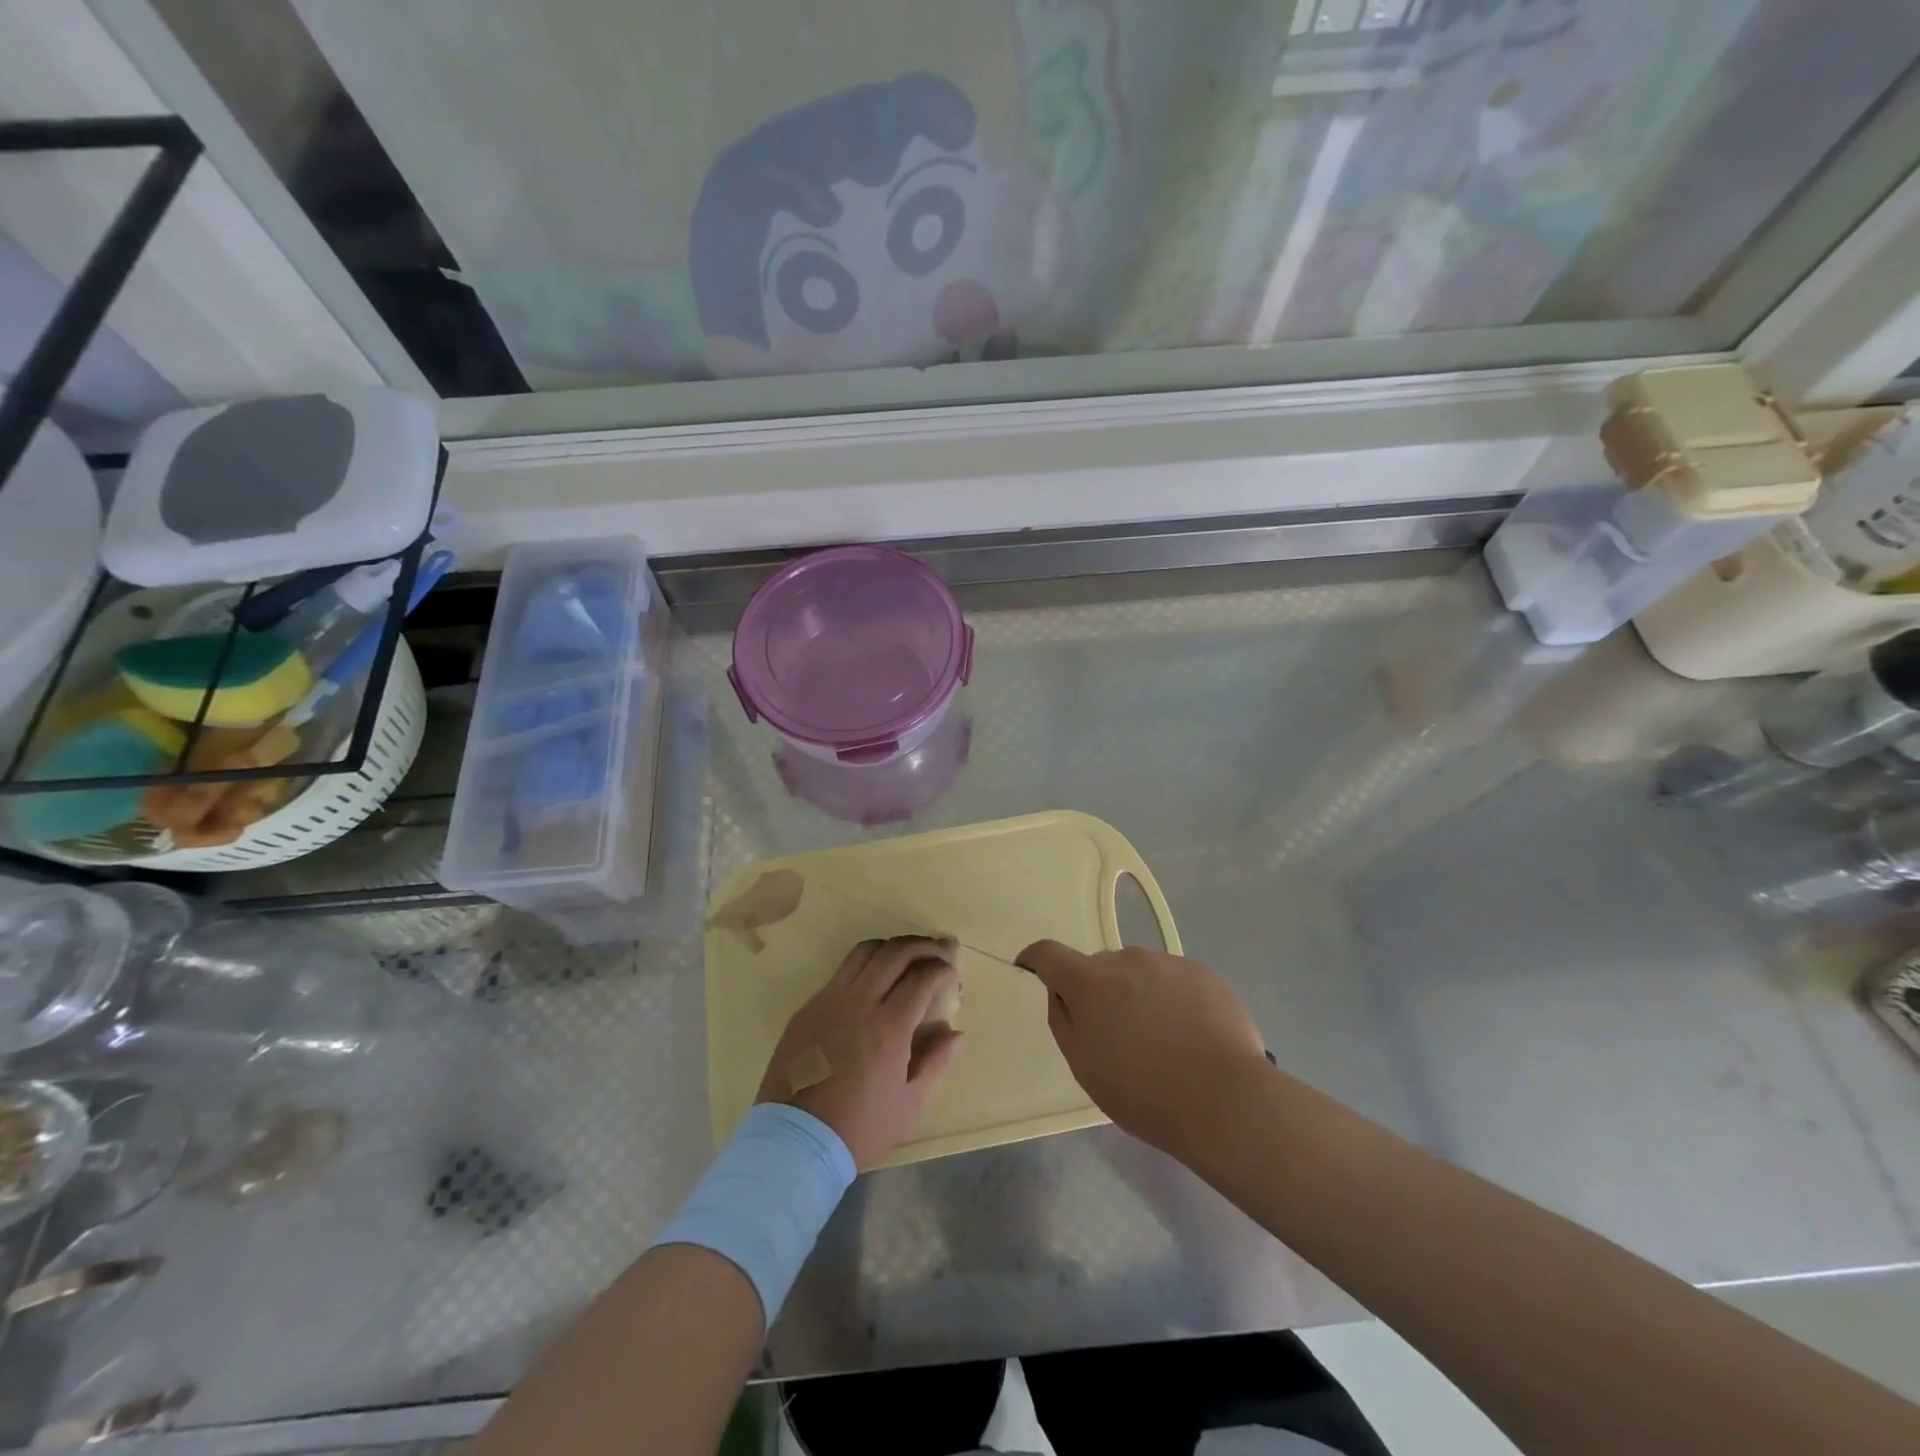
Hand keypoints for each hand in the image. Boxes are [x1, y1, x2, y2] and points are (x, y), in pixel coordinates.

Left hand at [755, 937, 962, 1171]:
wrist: (795, 1142)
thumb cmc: (859, 1128)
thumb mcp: (909, 1104)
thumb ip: (936, 1062)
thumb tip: (956, 1034)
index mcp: (888, 1026)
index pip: (923, 977)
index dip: (944, 970)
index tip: (953, 976)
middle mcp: (859, 1002)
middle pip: (896, 952)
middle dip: (924, 946)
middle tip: (939, 952)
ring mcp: (829, 1000)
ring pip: (865, 952)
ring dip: (892, 948)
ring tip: (907, 958)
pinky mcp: (808, 1007)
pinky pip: (841, 972)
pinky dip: (865, 967)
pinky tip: (873, 984)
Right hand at [1017, 941, 1268, 1157]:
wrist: (1226, 1100)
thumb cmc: (1143, 1091)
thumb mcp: (1084, 1066)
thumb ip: (1063, 1020)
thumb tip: (1062, 993)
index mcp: (1090, 981)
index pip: (1049, 953)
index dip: (1035, 959)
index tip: (1030, 969)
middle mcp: (1126, 959)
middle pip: (1100, 968)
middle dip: (1099, 992)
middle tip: (1116, 1036)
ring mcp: (1168, 963)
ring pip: (1139, 974)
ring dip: (1137, 995)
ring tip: (1161, 1041)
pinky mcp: (1203, 973)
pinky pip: (1174, 980)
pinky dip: (1172, 1000)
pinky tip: (1190, 1037)